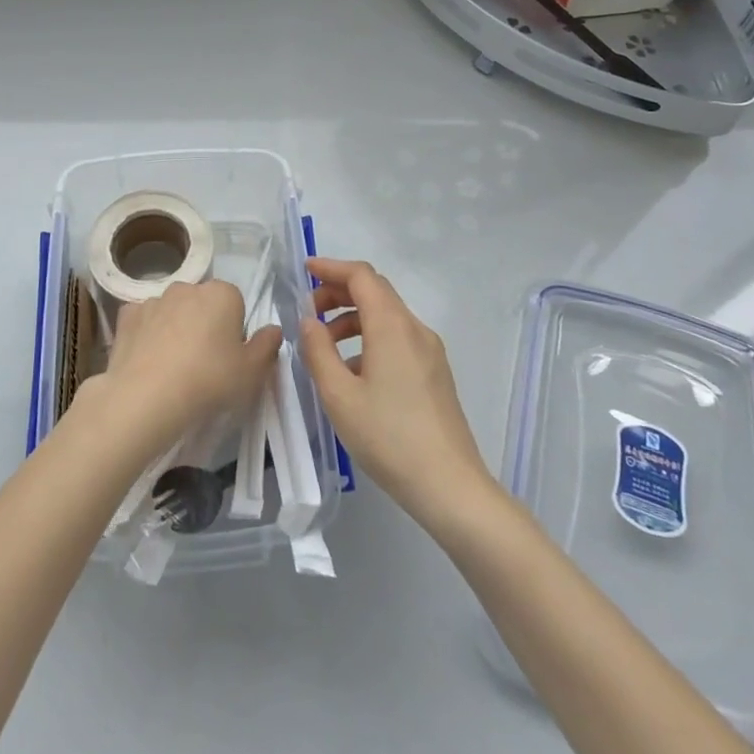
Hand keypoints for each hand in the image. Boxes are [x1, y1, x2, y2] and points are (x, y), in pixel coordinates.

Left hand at [82, 281, 279, 460]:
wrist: (146, 396)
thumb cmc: (208, 380)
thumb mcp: (252, 371)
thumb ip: (267, 346)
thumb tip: (273, 329)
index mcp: (222, 293)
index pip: (236, 304)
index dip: (234, 331)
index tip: (229, 358)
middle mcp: (188, 287)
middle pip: (203, 304)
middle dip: (204, 325)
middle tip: (204, 363)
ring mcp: (154, 299)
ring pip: (173, 311)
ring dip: (175, 328)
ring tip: (173, 367)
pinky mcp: (127, 315)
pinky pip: (144, 321)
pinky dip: (147, 334)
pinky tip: (148, 360)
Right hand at [298, 258, 494, 524]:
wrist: (450, 486)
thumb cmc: (388, 438)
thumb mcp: (339, 396)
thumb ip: (318, 351)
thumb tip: (309, 321)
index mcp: (392, 326)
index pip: (361, 276)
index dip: (331, 267)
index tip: (304, 270)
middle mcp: (415, 329)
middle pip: (376, 291)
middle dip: (339, 291)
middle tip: (308, 310)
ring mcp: (430, 351)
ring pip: (387, 316)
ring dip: (353, 317)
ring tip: (325, 343)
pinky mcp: (435, 372)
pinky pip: (398, 338)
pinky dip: (370, 338)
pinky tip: (353, 371)